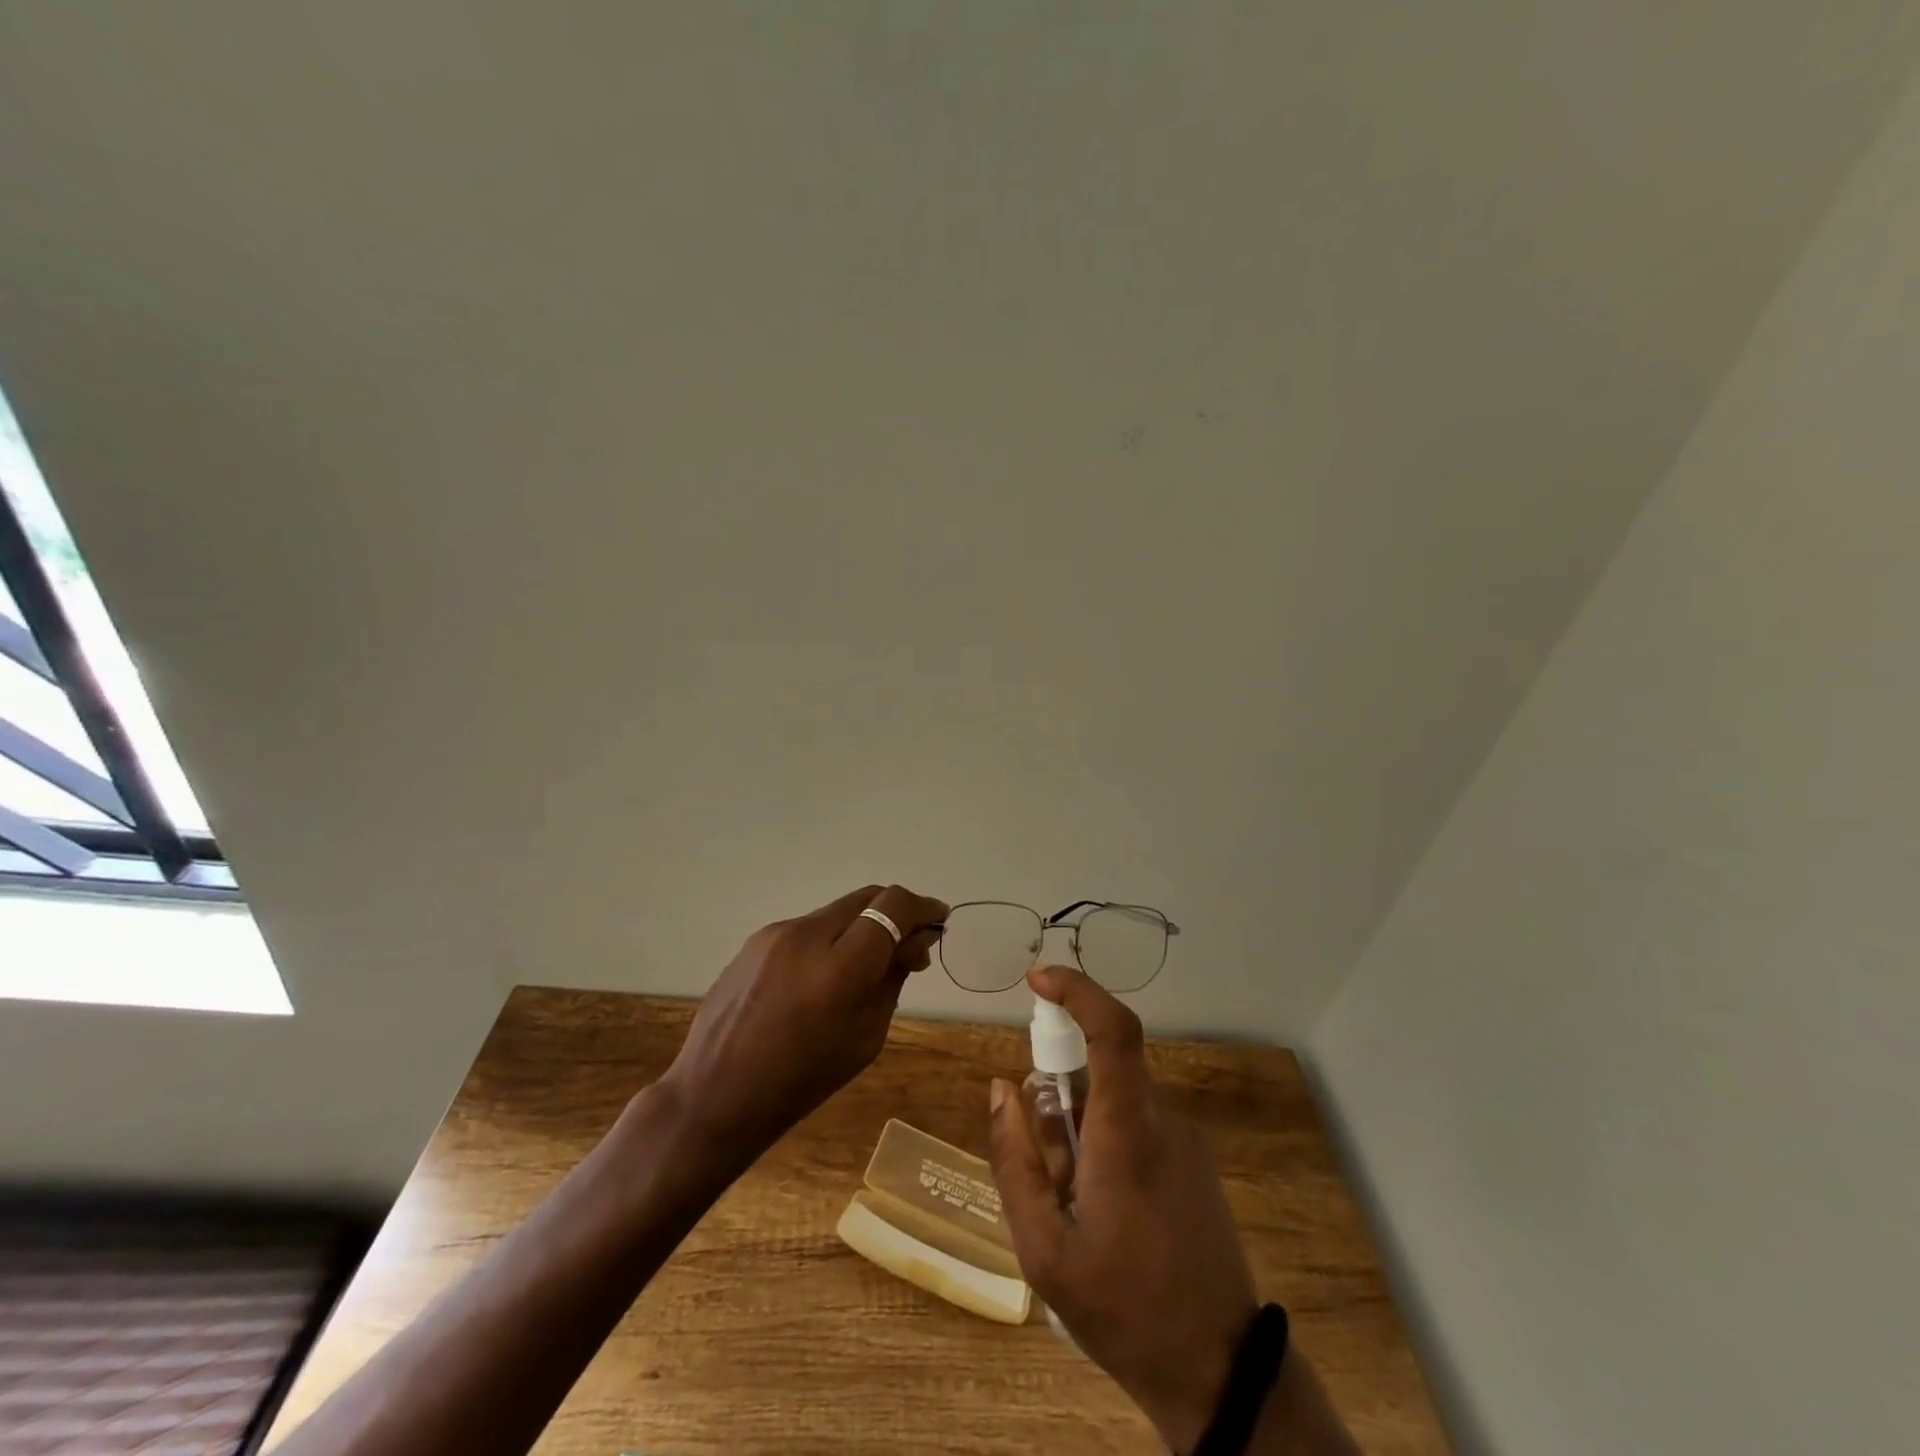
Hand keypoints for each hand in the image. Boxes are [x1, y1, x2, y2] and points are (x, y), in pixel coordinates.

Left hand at [660, 884, 947, 1164]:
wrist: (715, 1094)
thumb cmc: (800, 1081)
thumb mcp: (865, 1038)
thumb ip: (892, 980)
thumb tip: (912, 944)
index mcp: (839, 968)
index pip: (893, 906)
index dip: (922, 907)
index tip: (938, 920)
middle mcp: (807, 935)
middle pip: (868, 897)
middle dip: (896, 912)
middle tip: (910, 944)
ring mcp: (777, 933)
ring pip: (837, 910)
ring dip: (862, 926)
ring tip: (865, 965)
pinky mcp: (756, 939)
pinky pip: (808, 927)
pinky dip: (830, 938)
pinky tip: (823, 975)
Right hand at [988, 966, 1257, 1453]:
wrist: (1219, 1371)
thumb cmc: (1122, 1309)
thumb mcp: (1043, 1249)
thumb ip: (1014, 1159)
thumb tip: (1000, 1088)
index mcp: (1126, 1131)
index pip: (1112, 1029)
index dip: (1077, 989)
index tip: (1036, 979)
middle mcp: (1161, 1117)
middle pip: (1099, 1069)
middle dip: (1058, 1097)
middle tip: (1046, 1170)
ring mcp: (1184, 1137)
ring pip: (1112, 1099)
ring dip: (1080, 1131)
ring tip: (1076, 1207)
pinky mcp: (1194, 1157)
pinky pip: (1135, 1121)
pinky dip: (1105, 1143)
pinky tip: (1104, 1210)